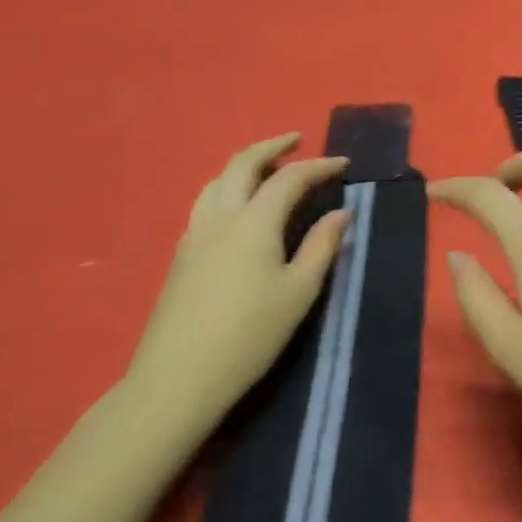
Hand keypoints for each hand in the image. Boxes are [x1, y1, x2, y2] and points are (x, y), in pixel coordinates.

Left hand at [125, 133, 349, 430]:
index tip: (344, 165)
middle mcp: (219, 218)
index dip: (319, 166)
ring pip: (216, 181)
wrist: (177, 380)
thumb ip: (322, 246)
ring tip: (268, 168)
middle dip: (271, 147)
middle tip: (296, 141)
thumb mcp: (299, 291)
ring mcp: (194, 236)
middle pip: (242, 165)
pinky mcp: (181, 256)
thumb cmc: (249, 335)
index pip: (289, 178)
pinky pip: (206, 202)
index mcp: (253, 223)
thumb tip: (341, 212)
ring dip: (245, 165)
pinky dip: (229, 187)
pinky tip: (242, 207)